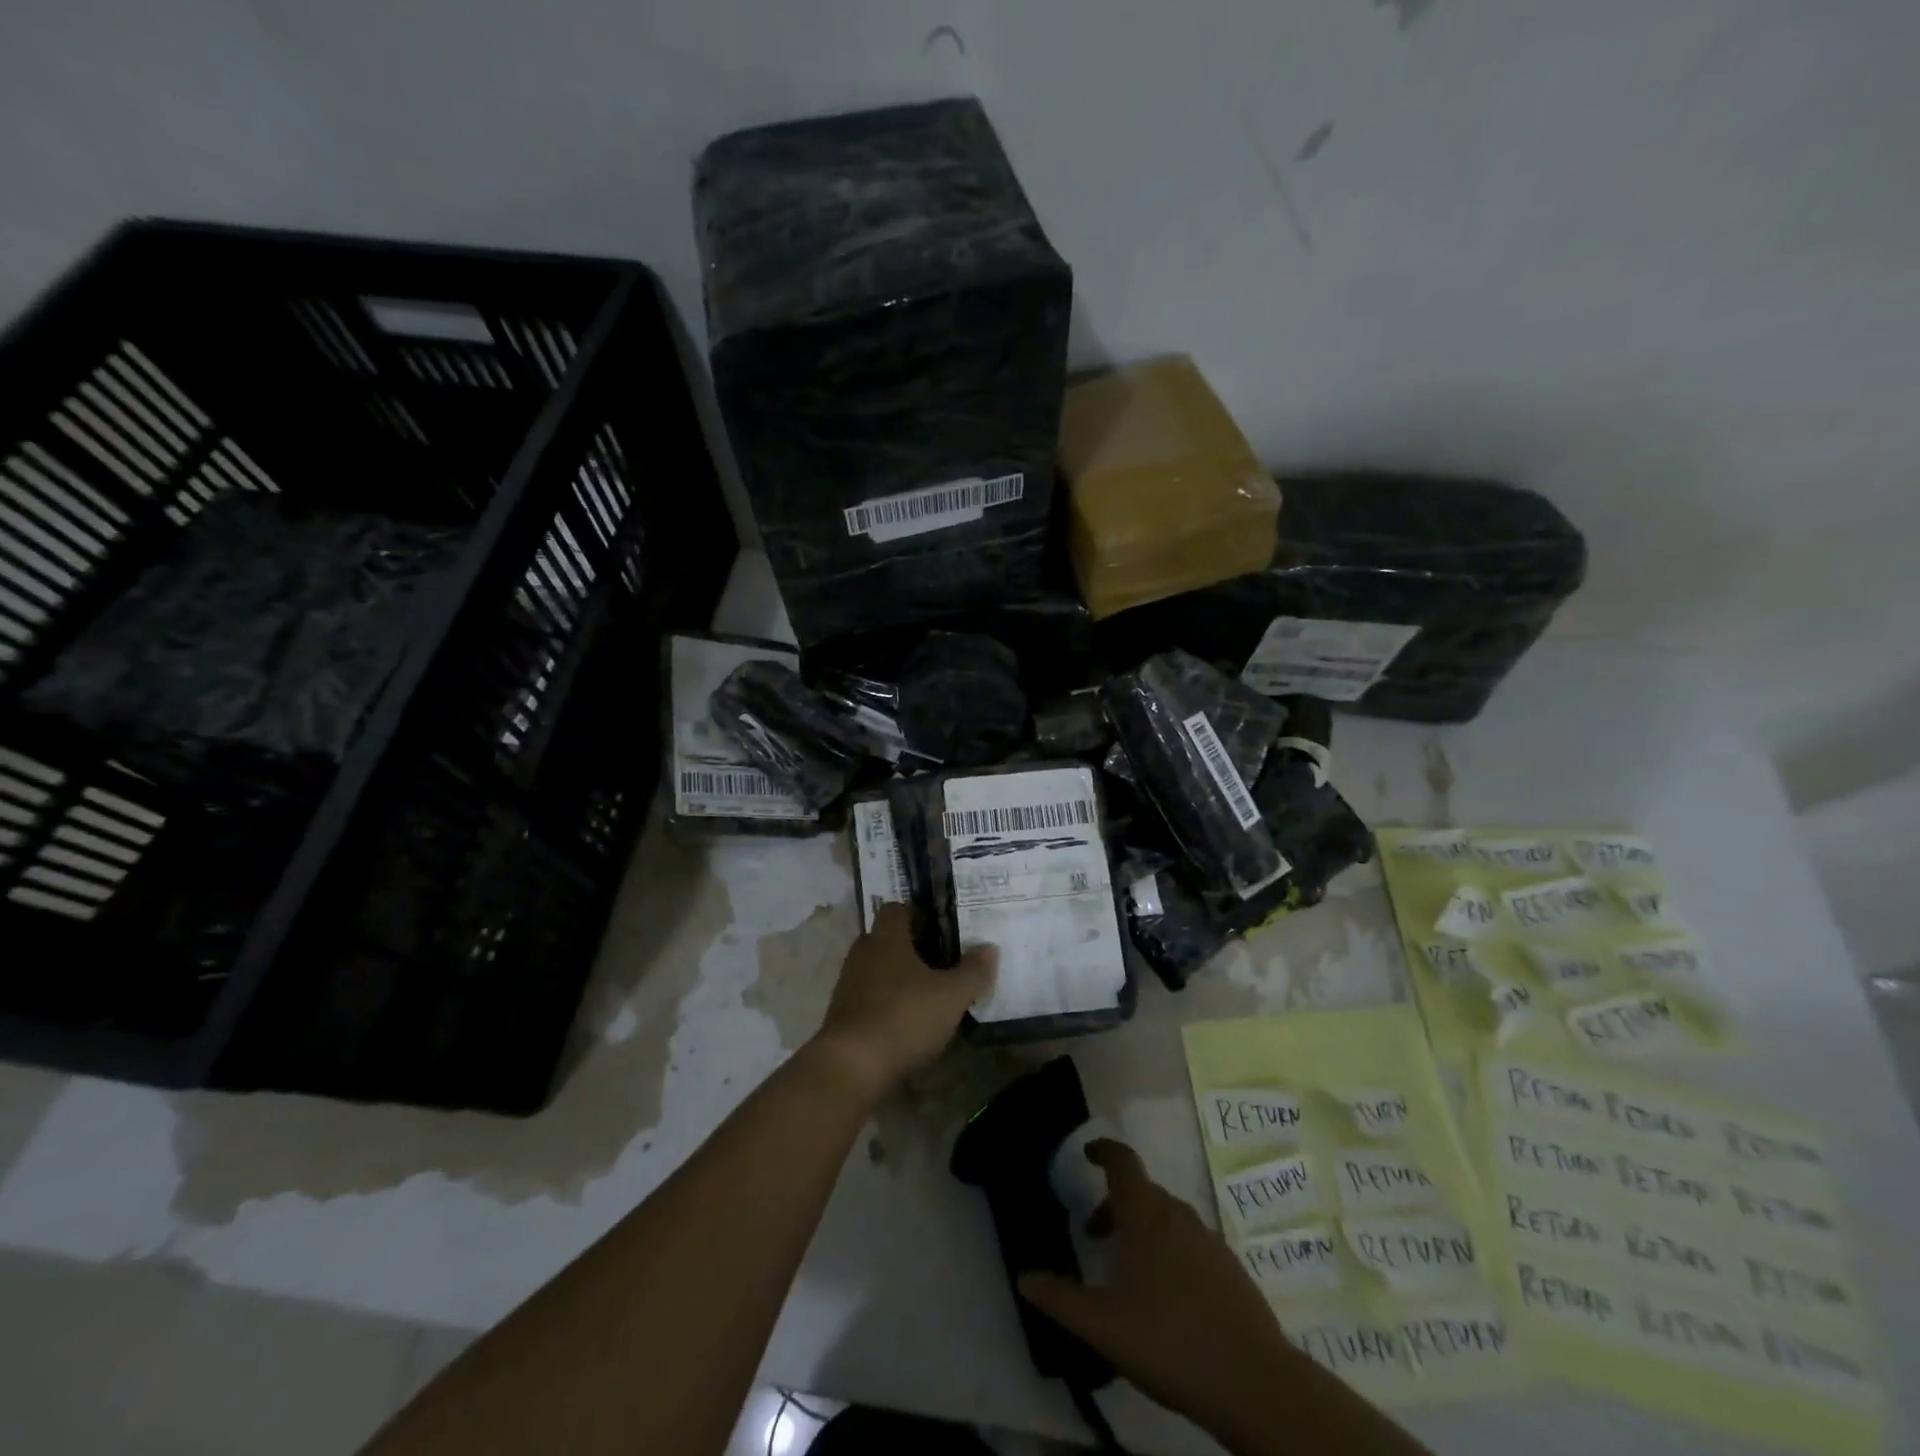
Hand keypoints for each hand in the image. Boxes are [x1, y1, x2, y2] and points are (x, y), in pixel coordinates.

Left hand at [807, 904, 993, 1103]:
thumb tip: (989, 947)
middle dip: (909, 948)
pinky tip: (905, 1023)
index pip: (896, 909)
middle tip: (938, 961)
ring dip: (896, 978)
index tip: (940, 929)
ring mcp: (847, 985)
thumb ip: (973, 971)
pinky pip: (867, 998)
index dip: (917, 914)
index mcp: (886, 939)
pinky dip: (885, 1004)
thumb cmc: (904, 1017)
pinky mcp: (841, 1015)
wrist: (851, 1067)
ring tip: (925, 995)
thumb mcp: (951, 996)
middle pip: (884, 939)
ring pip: (875, 970)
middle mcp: (862, 954)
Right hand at [1017, 1140, 1296, 1448]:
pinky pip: (1189, 1243)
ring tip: (1128, 1272)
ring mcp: (1209, 1240)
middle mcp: (1178, 1215)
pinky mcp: (1230, 1269)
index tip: (1088, 1154)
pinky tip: (1167, 1298)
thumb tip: (1024, 1277)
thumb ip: (1060, 1299)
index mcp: (1145, 1215)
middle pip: (1142, 1192)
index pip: (1122, 1161)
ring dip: (1142, 1230)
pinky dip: (1169, 1251)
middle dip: (1115, 1205)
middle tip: (1095, 1235)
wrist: (1256, 1384)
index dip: (1103, 1151)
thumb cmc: (1170, 1341)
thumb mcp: (1103, 1326)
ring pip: (1167, 1219)